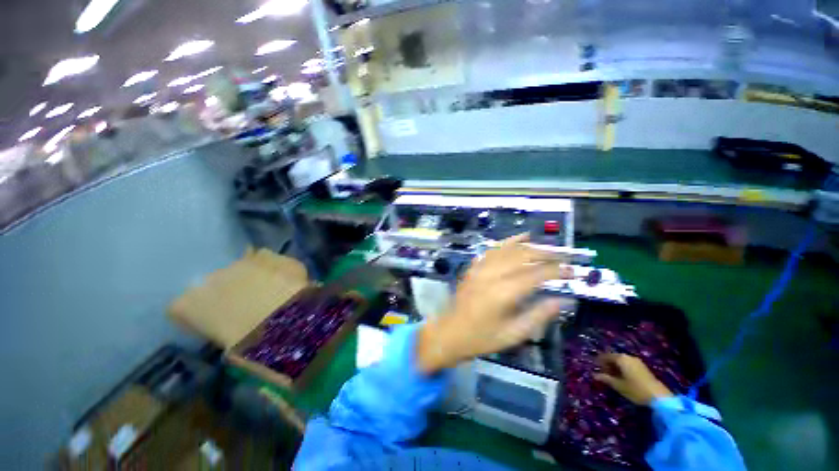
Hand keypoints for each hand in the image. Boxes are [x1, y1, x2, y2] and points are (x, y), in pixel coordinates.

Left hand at [417, 233, 572, 373]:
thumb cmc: (482, 337)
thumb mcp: (514, 334)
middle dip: (546, 254)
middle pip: (523, 255)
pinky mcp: (474, 267)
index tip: (573, 271)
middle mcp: (492, 274)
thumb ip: (539, 315)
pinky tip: (520, 238)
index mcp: (503, 292)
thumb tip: (563, 300)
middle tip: (564, 257)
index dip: (557, 271)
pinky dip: (508, 242)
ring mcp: (481, 268)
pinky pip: (493, 249)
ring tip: (547, 247)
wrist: (450, 332)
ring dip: (530, 245)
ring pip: (509, 249)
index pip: (536, 274)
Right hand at [594, 353, 672, 404]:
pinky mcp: (643, 368)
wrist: (659, 397)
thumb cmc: (635, 390)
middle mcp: (628, 357)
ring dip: (615, 367)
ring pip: (622, 362)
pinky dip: (623, 369)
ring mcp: (637, 362)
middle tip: (603, 373)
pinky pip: (629, 365)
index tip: (595, 367)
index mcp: (621, 359)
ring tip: (612, 377)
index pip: (606, 356)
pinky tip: (623, 378)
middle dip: (608, 364)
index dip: (599, 361)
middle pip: (614, 358)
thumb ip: (605, 379)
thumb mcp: (618, 385)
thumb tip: (594, 375)